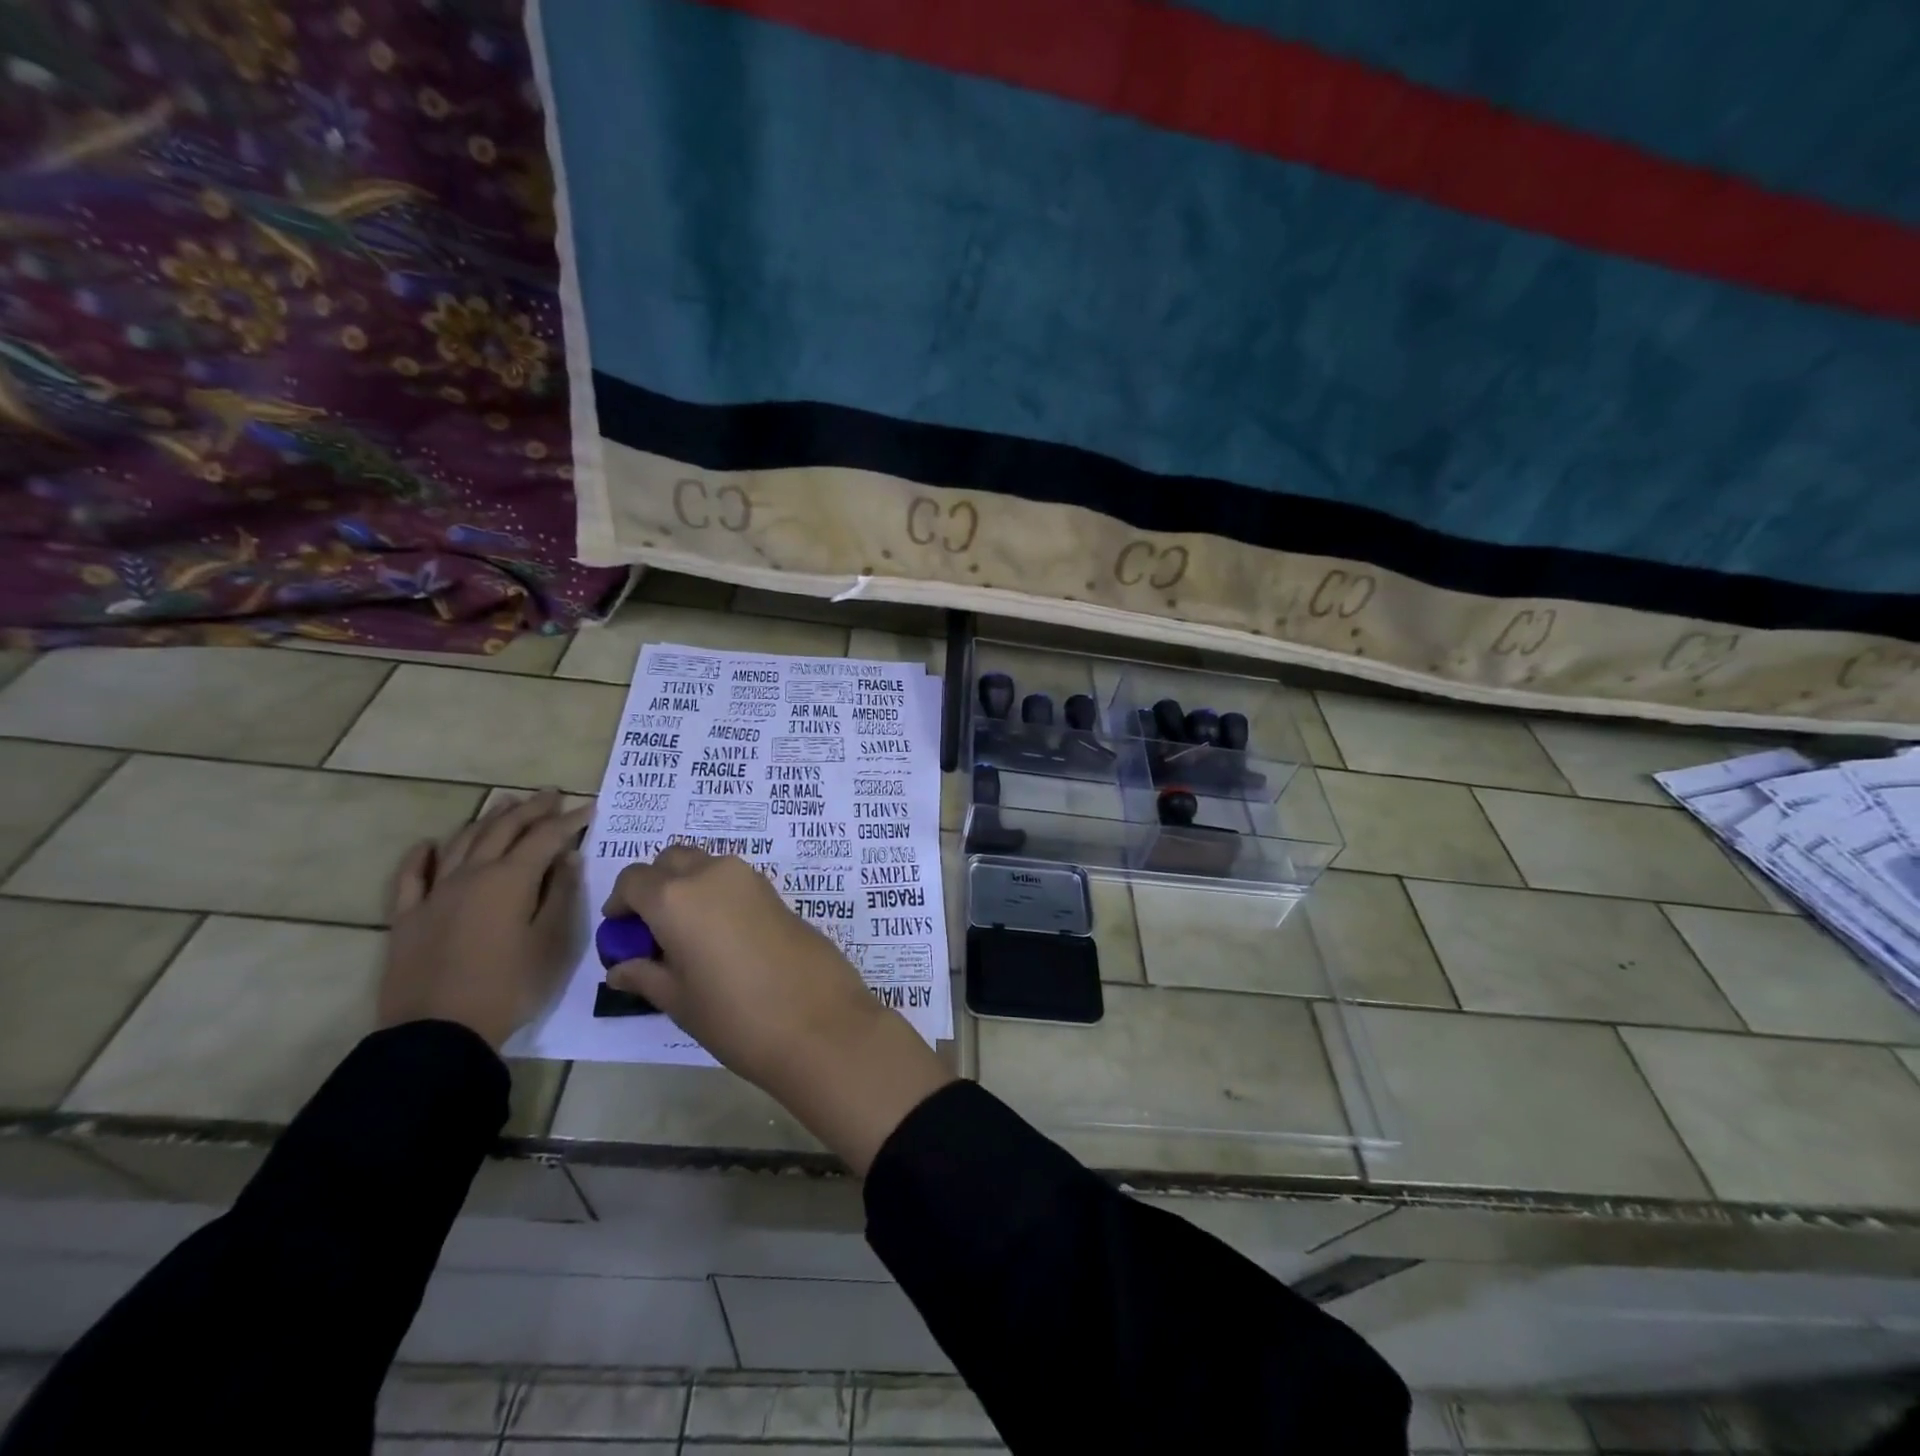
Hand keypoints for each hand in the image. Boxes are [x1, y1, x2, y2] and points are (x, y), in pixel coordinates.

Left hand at [380, 790, 591, 1048]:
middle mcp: (472, 875)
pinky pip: (411, 877)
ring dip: (486, 819)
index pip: (545, 838)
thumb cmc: (509, 986)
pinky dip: (421, 856)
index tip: (589, 807)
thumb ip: (560, 895)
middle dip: (530, 809)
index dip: (569, 820)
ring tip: (504, 804)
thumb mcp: (551, 942)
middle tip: (551, 794)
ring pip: (462, 843)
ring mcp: (435, 894)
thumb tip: (567, 858)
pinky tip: (429, 844)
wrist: (438, 1032)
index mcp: (511, 880)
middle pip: (503, 830)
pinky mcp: (407, 918)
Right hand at [603, 847, 876, 1087]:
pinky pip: (734, 880)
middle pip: (671, 860)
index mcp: (676, 896)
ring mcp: (749, 878)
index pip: (633, 879)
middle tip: (653, 930)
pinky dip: (717, 894)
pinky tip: (722, 938)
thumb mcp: (678, 1000)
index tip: (622, 933)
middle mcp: (711, 873)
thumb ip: (644, 975)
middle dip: (655, 885)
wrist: (818, 1020)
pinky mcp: (776, 891)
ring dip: (689, 886)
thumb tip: (620, 967)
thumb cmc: (735, 1015)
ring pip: (706, 865)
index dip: (621, 903)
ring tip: (689, 937)